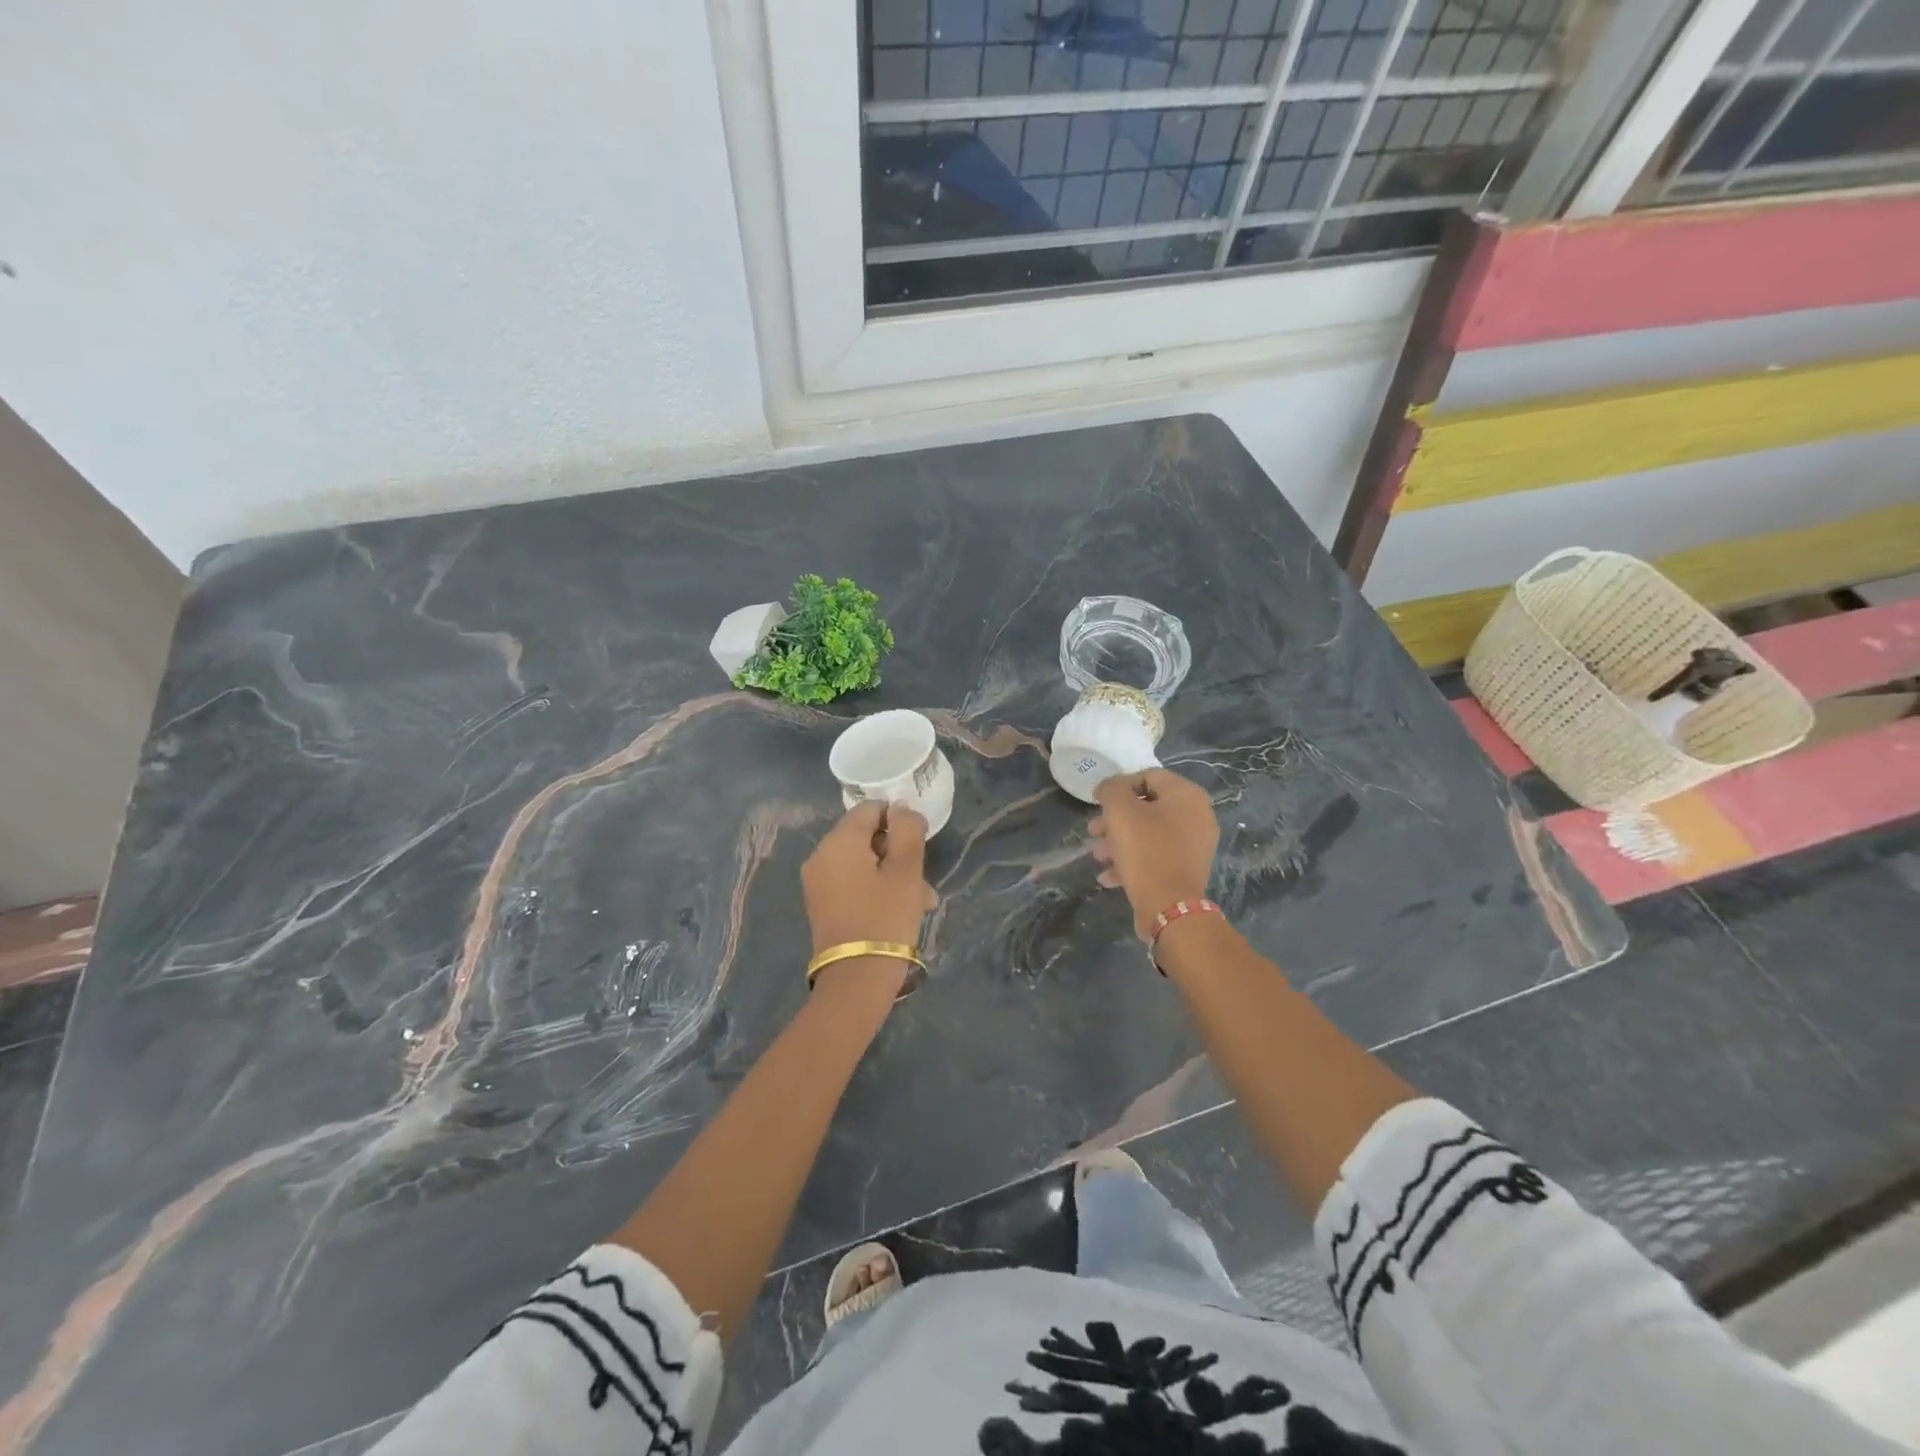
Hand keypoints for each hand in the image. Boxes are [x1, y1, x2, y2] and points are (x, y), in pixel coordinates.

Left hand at [802, 801, 936, 974]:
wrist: (855, 980)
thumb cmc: (885, 918)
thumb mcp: (906, 870)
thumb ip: (907, 830)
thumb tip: (901, 809)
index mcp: (838, 841)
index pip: (871, 808)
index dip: (899, 819)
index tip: (920, 844)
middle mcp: (821, 855)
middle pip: (866, 836)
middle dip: (898, 852)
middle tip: (923, 880)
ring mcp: (818, 882)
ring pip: (863, 862)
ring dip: (893, 874)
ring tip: (921, 902)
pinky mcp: (822, 904)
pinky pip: (853, 882)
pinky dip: (876, 888)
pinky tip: (901, 910)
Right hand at [1090, 768, 1218, 938]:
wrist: (1169, 906)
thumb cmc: (1145, 849)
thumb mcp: (1120, 811)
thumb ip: (1111, 789)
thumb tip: (1108, 787)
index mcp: (1187, 795)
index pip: (1147, 776)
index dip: (1119, 787)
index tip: (1098, 803)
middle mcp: (1197, 816)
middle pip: (1147, 808)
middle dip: (1115, 820)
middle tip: (1094, 831)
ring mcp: (1194, 845)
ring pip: (1148, 834)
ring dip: (1119, 842)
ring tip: (1098, 857)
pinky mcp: (1187, 870)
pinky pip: (1156, 856)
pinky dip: (1133, 861)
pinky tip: (1109, 876)